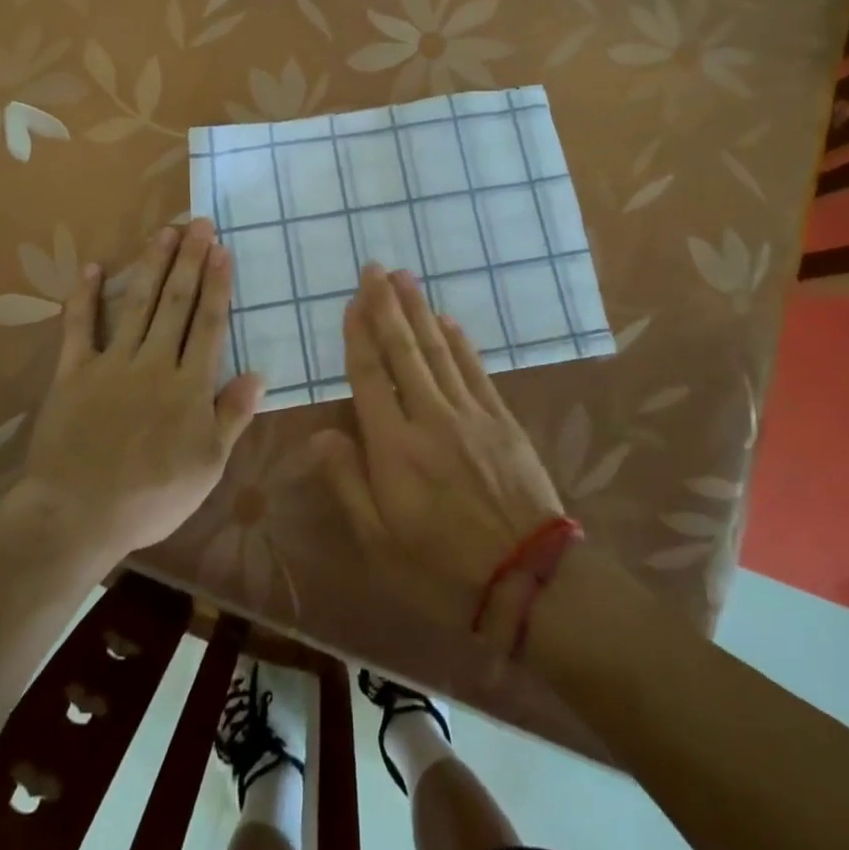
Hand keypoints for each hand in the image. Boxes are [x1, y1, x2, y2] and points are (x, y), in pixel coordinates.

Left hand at [13, 219, 264, 561]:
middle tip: (198, 223)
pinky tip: (93, 268)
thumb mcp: (207, 466)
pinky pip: (79, 328)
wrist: (77, 515)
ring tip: (164, 232)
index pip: (207, 324)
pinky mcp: (73, 373)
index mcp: (188, 385)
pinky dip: (85, 297)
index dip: (216, 284)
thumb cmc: (152, 496)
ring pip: (137, 305)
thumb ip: (231, 416)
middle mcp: (152, 363)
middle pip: (175, 303)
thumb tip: (258, 374)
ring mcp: (111, 364)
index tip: (222, 249)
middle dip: (189, 261)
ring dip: (151, 266)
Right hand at [314, 264, 563, 615]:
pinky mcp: (501, 420)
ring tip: (404, 277)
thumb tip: (319, 435)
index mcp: (394, 448)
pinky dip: (459, 341)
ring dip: (419, 311)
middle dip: (386, 306)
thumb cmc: (442, 570)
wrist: (529, 581)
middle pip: (403, 351)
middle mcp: (430, 418)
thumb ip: (347, 484)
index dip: (358, 335)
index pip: (369, 377)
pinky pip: (475, 370)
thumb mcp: (379, 543)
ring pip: (439, 350)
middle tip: (376, 267)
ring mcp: (470, 414)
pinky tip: (448, 320)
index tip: (352, 299)